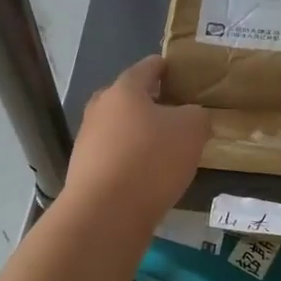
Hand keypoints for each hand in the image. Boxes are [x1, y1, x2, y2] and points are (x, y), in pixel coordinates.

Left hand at [65, 56, 209, 225]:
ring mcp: (88, 139)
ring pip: (120, 128)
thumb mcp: (192, 130)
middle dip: (151, 103)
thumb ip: (196, 115)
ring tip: (165, 147)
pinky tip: (147, 174)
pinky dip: (131, 159)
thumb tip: (190, 116)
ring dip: (140, 134)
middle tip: (176, 112)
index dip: (165, 67)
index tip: (178, 71)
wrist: (105, 213)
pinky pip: (114, 155)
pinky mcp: (84, 169)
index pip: (148, 67)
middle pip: (128, 98)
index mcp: (124, 89)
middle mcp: (100, 108)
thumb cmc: (151, 159)